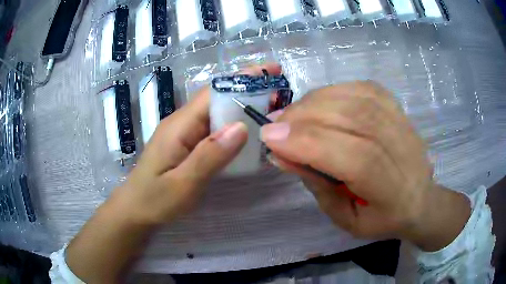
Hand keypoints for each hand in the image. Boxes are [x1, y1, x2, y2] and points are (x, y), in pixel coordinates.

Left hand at [111, 63, 281, 224]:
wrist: (136, 209)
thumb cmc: (155, 200)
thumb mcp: (183, 184)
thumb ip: (209, 156)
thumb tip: (241, 127)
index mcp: (179, 125)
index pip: (213, 92)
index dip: (243, 80)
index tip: (271, 71)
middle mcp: (182, 122)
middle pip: (217, 98)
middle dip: (248, 90)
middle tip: (280, 91)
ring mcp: (184, 132)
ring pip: (217, 112)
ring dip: (243, 107)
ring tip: (272, 107)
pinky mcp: (187, 143)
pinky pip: (213, 128)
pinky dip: (233, 125)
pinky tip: (249, 132)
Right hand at [261, 81, 470, 250]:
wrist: (420, 197)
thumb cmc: (382, 217)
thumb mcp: (346, 219)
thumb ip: (317, 188)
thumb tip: (281, 155)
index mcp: (393, 189)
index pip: (355, 158)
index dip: (311, 143)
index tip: (270, 138)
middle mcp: (402, 149)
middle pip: (355, 119)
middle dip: (305, 118)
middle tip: (274, 124)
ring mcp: (402, 121)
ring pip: (356, 99)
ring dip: (314, 102)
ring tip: (290, 114)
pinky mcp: (396, 107)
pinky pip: (362, 88)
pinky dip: (333, 91)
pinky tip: (316, 102)